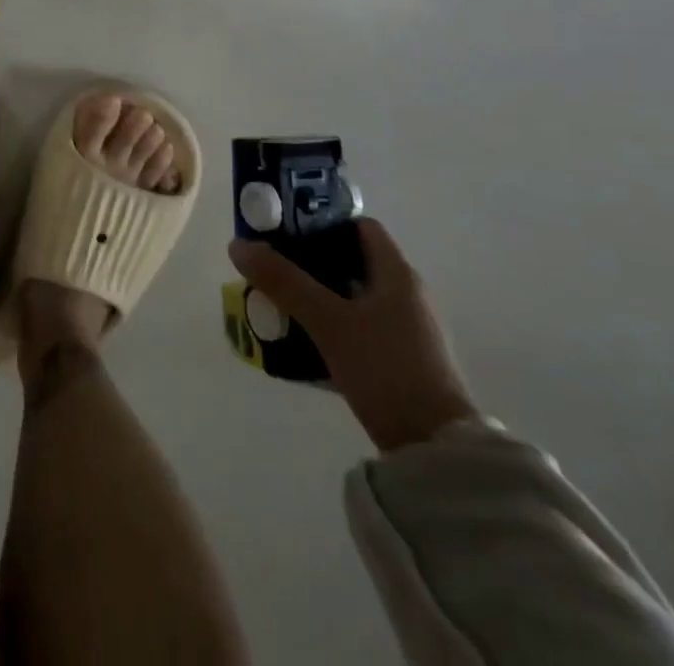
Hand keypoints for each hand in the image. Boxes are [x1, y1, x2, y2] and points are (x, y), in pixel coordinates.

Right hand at [229, 220, 480, 452]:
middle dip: (310, 262)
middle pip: (351, 261)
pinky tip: (304, 341)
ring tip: (280, 303)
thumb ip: (284, 282)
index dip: (323, 222)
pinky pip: (359, 329)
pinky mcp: (402, 362)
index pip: (359, 226)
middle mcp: (406, 295)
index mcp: (397, 274)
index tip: (286, 229)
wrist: (435, 452)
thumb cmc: (386, 370)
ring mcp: (407, 331)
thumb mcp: (329, 322)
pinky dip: (332, 326)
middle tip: (274, 268)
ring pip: (353, 297)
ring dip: (318, 296)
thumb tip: (239, 245)